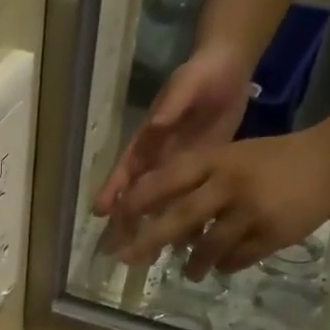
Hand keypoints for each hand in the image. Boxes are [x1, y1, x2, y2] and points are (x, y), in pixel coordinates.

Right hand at [93, 43, 254, 242]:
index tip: (100, 213)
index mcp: (149, 141)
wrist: (229, 69)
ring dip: (154, 230)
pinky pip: (190, 203)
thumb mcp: (186, 85)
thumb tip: (155, 125)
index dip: (112, 191)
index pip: (126, 170)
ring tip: (148, 259)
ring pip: (162, 205)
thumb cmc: (201, 74)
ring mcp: (180, 170)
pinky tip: (189, 246)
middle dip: (127, 223)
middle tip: (119, 251)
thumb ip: (171, 105)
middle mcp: (159, 160)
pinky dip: (188, 223)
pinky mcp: (202, 174)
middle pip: (138, 196)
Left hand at [112, 128, 329, 278]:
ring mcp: (251, 212)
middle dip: (151, 241)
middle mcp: (230, 185)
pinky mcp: (271, 235)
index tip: (116, 219)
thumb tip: (157, 211)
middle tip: (130, 259)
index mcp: (217, 160)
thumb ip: (196, 180)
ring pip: (208, 247)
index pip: (168, 179)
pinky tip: (222, 267)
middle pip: (181, 218)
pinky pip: (236, 259)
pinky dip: (225, 266)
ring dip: (193, 264)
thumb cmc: (272, 159)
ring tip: (187, 273)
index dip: (139, 200)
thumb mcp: (232, 156)